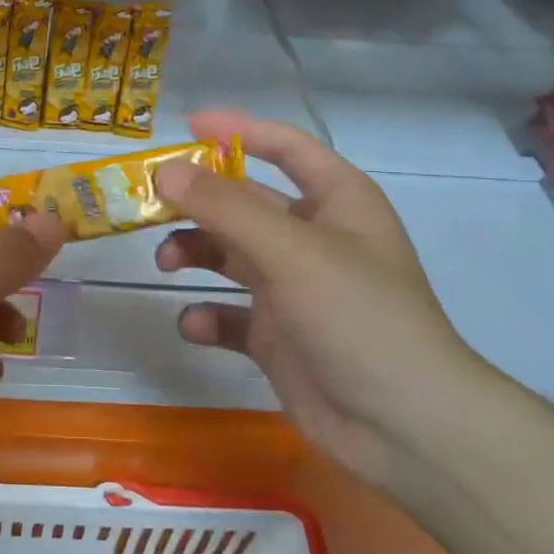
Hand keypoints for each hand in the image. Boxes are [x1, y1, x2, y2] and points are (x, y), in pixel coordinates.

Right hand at [155, 111, 505, 491]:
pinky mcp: (277, 337)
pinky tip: (197, 326)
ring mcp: (294, 290)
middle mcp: (314, 239)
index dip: (240, 131)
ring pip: (230, 256)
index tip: (187, 126)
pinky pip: (230, 315)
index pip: (287, 148)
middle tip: (150, 204)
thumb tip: (164, 170)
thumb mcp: (290, 250)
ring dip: (195, 253)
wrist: (402, 427)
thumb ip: (224, 206)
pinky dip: (209, 316)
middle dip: (199, 202)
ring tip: (165, 263)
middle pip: (246, 203)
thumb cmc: (356, 315)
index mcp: (337, 202)